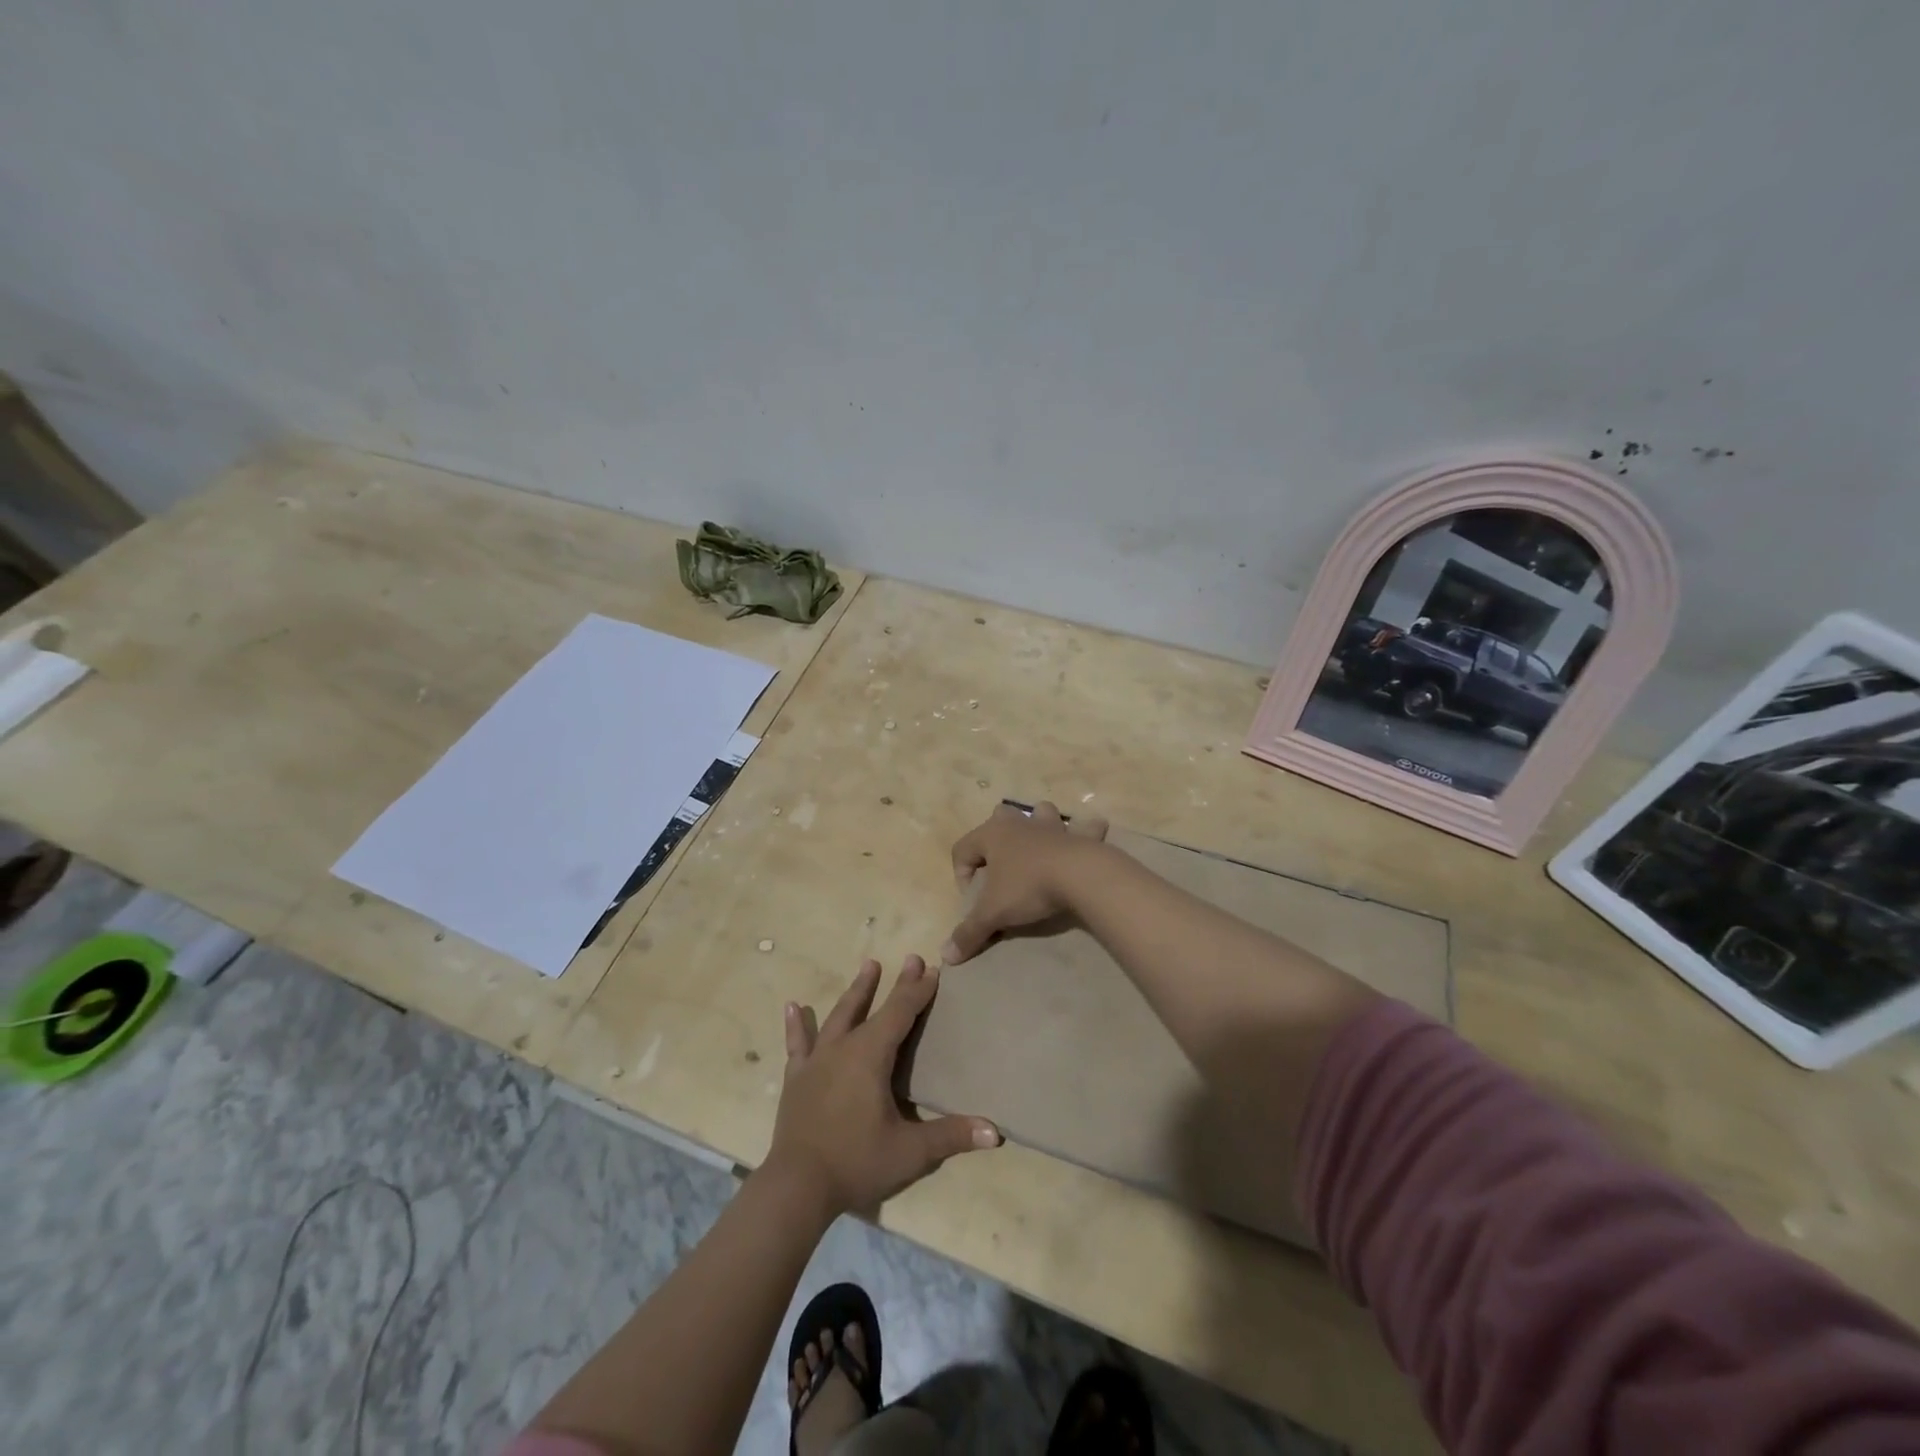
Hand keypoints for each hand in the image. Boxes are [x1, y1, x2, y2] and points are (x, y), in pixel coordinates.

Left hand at [766, 956, 1000, 1217]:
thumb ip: (951, 1136)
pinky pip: (798, 1044)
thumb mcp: (910, 1151)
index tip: (933, 970)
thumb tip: (995, 1132)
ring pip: (839, 1016)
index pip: (901, 1013)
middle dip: (895, 984)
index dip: (918, 991)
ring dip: (856, 992)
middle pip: (873, 1008)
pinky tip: (792, 1006)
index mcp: (871, 1056)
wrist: (796, 1187)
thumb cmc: (856, 1162)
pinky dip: (797, 1025)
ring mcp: (816, 1061)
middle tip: (911, 958)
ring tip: (869, 965)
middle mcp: (844, 1048)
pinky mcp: (796, 1079)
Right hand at [943, 801, 1109, 963]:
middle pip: (999, 818)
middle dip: (996, 838)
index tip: (974, 901)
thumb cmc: (1028, 887)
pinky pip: (1084, 827)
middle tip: (1001, 867)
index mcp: (992, 834)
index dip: (961, 876)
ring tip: (1038, 848)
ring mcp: (1051, 825)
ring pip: (1039, 812)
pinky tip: (1084, 842)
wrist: (1079, 875)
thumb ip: (969, 932)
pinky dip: (1085, 831)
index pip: (962, 849)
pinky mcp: (1079, 834)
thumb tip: (947, 955)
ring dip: (1037, 824)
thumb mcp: (993, 913)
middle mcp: (1019, 823)